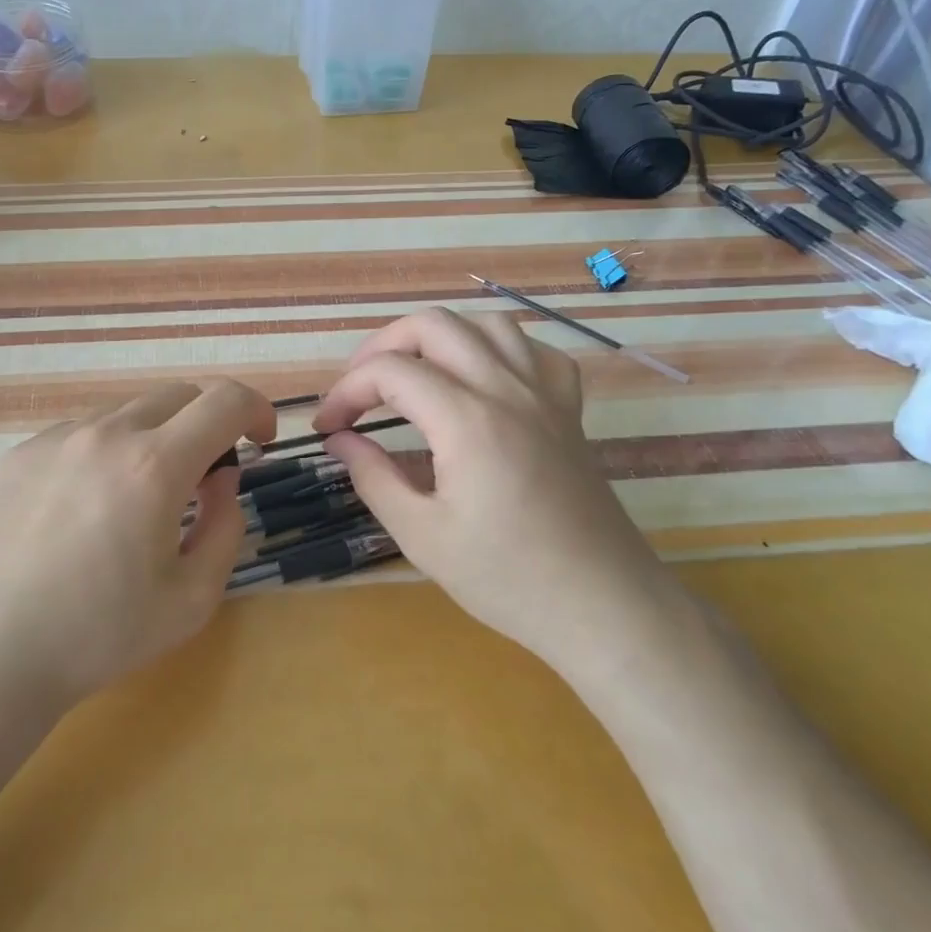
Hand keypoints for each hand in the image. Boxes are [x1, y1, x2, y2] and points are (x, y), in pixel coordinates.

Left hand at [0, 380, 275, 716]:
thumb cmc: (100, 635)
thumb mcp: (194, 597)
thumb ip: (226, 524)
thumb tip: (222, 478)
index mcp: (154, 465)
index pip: (225, 400)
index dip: (257, 411)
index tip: (260, 442)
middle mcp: (106, 434)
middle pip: (179, 395)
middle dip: (208, 423)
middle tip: (204, 477)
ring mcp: (57, 438)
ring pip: (130, 412)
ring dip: (156, 438)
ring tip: (139, 499)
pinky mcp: (21, 453)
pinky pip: (84, 433)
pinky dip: (107, 453)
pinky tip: (86, 508)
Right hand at [311, 309, 675, 672]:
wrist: (603, 606)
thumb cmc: (507, 579)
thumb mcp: (422, 536)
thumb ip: (373, 477)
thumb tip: (340, 441)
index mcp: (467, 420)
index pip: (390, 371)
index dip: (346, 391)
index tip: (327, 427)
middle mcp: (507, 390)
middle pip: (433, 325)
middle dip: (382, 346)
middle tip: (359, 389)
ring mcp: (545, 394)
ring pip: (486, 324)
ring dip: (439, 338)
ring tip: (414, 373)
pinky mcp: (569, 409)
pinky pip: (534, 351)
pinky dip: (497, 350)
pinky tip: (482, 379)